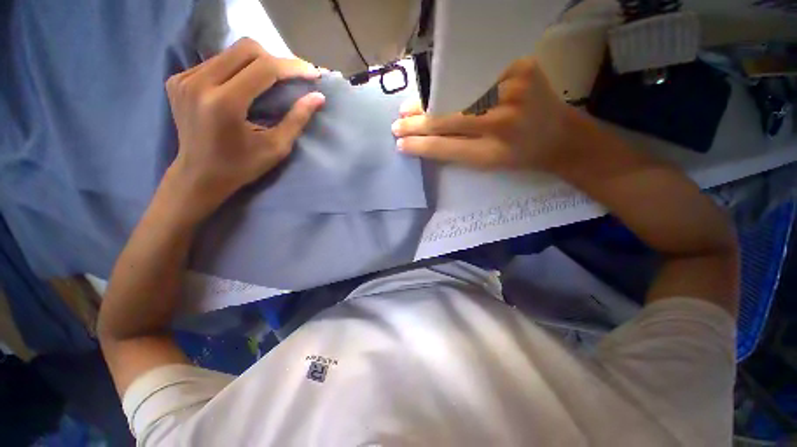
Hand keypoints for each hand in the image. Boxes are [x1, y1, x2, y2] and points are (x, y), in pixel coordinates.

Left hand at [165, 38, 324, 220]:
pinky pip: (216, 61)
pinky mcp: (178, 78)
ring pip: (231, 52)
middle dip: (276, 60)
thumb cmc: (242, 167)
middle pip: (246, 49)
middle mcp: (199, 83)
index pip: (264, 68)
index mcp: (225, 103)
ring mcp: (184, 78)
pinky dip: (238, 68)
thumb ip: (297, 120)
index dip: (292, 67)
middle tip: (293, 78)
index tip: (313, 73)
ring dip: (258, 62)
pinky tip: (246, 85)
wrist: (199, 175)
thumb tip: (318, 97)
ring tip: (274, 81)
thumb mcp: (276, 147)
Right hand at [392, 57, 580, 170]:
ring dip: (427, 101)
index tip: (400, 144)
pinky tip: (434, 88)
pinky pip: (474, 73)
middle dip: (417, 122)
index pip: (445, 146)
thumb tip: (422, 142)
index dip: (420, 145)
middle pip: (447, 117)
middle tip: (397, 125)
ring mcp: (513, 85)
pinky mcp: (519, 65)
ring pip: (455, 93)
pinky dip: (451, 82)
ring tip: (408, 109)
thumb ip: (454, 152)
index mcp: (495, 150)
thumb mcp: (486, 164)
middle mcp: (503, 117)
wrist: (560, 135)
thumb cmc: (520, 156)